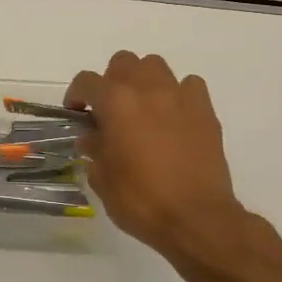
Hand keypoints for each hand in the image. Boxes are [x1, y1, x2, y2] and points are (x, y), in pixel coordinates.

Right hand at [65, 52, 248, 265]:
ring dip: (144, 81)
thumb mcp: (103, 180)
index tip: (77, 113)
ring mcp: (179, 96)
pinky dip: (178, 94)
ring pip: (156, 66)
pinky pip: (189, 85)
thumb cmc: (141, 201)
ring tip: (143, 108)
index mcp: (116, 103)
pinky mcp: (205, 110)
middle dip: (112, 81)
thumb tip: (92, 137)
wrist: (196, 218)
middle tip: (110, 110)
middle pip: (123, 62)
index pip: (86, 81)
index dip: (76, 95)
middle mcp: (146, 89)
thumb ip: (94, 150)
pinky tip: (175, 116)